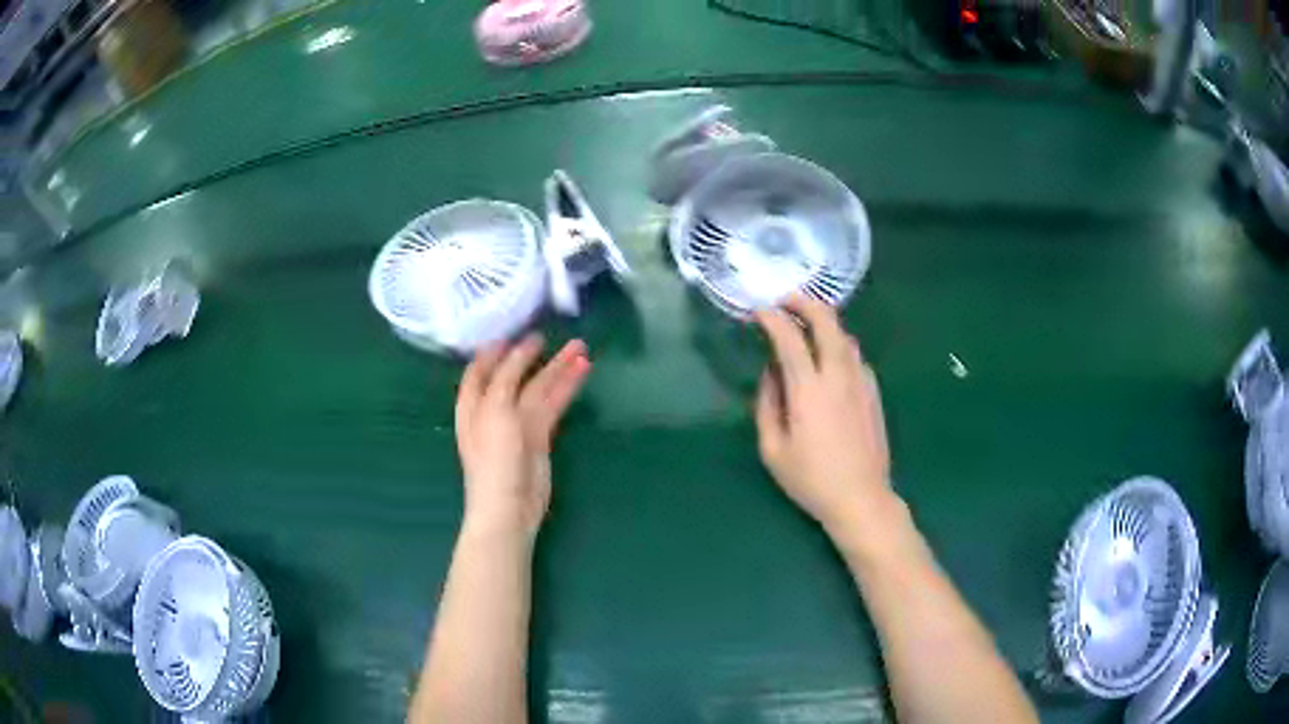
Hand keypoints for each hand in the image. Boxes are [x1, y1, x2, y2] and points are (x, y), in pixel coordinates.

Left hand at [455, 334, 590, 538]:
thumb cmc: (493, 458)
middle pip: (515, 375)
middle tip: (552, 335)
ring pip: (540, 388)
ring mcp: (518, 423)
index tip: (512, 333)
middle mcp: (494, 409)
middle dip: (533, 355)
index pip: (481, 369)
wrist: (509, 507)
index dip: (494, 351)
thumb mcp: (494, 410)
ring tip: (581, 347)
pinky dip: (567, 387)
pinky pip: (554, 404)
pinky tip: (582, 370)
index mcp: (473, 403)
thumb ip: (506, 378)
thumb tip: (519, 350)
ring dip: (558, 368)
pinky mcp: (540, 437)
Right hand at [754, 295, 893, 535]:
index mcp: (809, 389)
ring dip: (824, 322)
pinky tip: (829, 358)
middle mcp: (838, 375)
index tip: (758, 313)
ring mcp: (861, 381)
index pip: (789, 337)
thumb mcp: (772, 449)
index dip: (771, 318)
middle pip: (826, 322)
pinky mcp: (873, 391)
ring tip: (806, 325)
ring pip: (845, 335)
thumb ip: (767, 404)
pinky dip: (839, 344)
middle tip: (785, 301)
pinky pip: (855, 356)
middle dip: (804, 303)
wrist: (861, 498)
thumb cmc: (810, 479)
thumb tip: (770, 372)